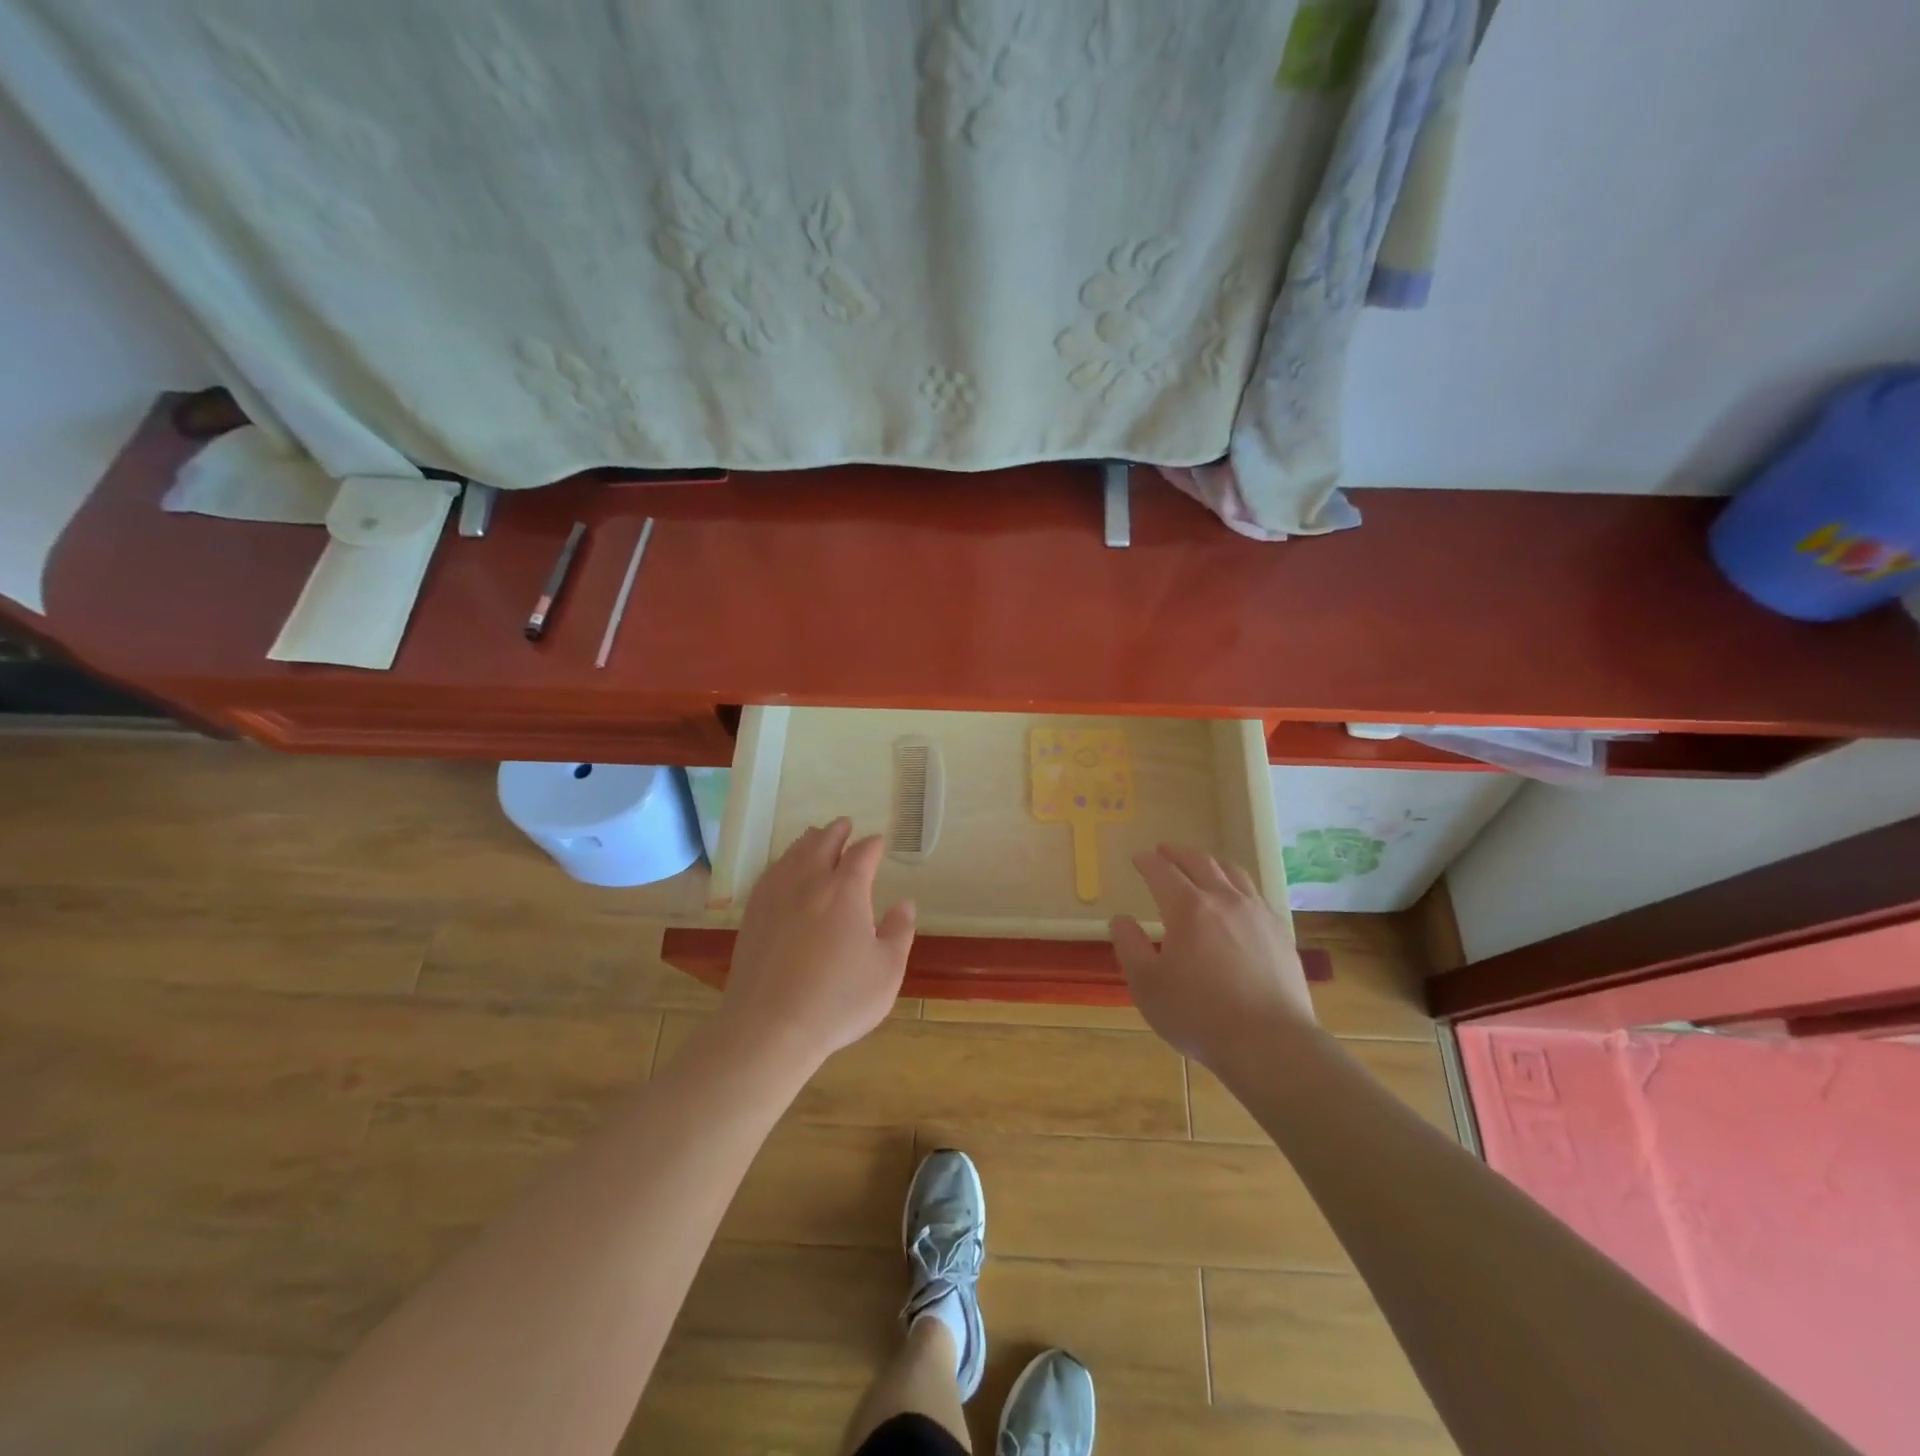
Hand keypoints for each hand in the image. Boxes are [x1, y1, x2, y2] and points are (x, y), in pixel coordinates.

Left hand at [722, 818, 915, 1071]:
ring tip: (815, 836)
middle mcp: (810, 882)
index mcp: (846, 891)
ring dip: (809, 841)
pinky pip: (770, 874)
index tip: (878, 843)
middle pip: (823, 844)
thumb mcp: (887, 971)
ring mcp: (776, 896)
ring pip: (794, 854)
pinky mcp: (753, 915)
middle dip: (837, 832)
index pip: (862, 855)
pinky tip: (782, 868)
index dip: (872, 846)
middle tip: (845, 825)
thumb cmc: (838, 1000)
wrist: (770, 1026)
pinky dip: (782, 861)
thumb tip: (905, 903)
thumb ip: (899, 932)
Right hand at [1111, 844, 1315, 1066]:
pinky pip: (1255, 895)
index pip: (1162, 872)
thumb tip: (1120, 919)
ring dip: (1210, 863)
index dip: (1147, 862)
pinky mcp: (1279, 932)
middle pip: (1199, 862)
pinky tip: (1236, 900)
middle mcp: (1224, 900)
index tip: (1138, 857)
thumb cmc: (1199, 1015)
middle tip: (1164, 851)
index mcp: (1188, 908)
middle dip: (1178, 853)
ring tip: (1200, 865)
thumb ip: (1129, 947)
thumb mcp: (1147, 985)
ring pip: (1232, 873)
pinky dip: (1236, 886)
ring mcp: (1256, 913)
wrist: (1270, 1043)